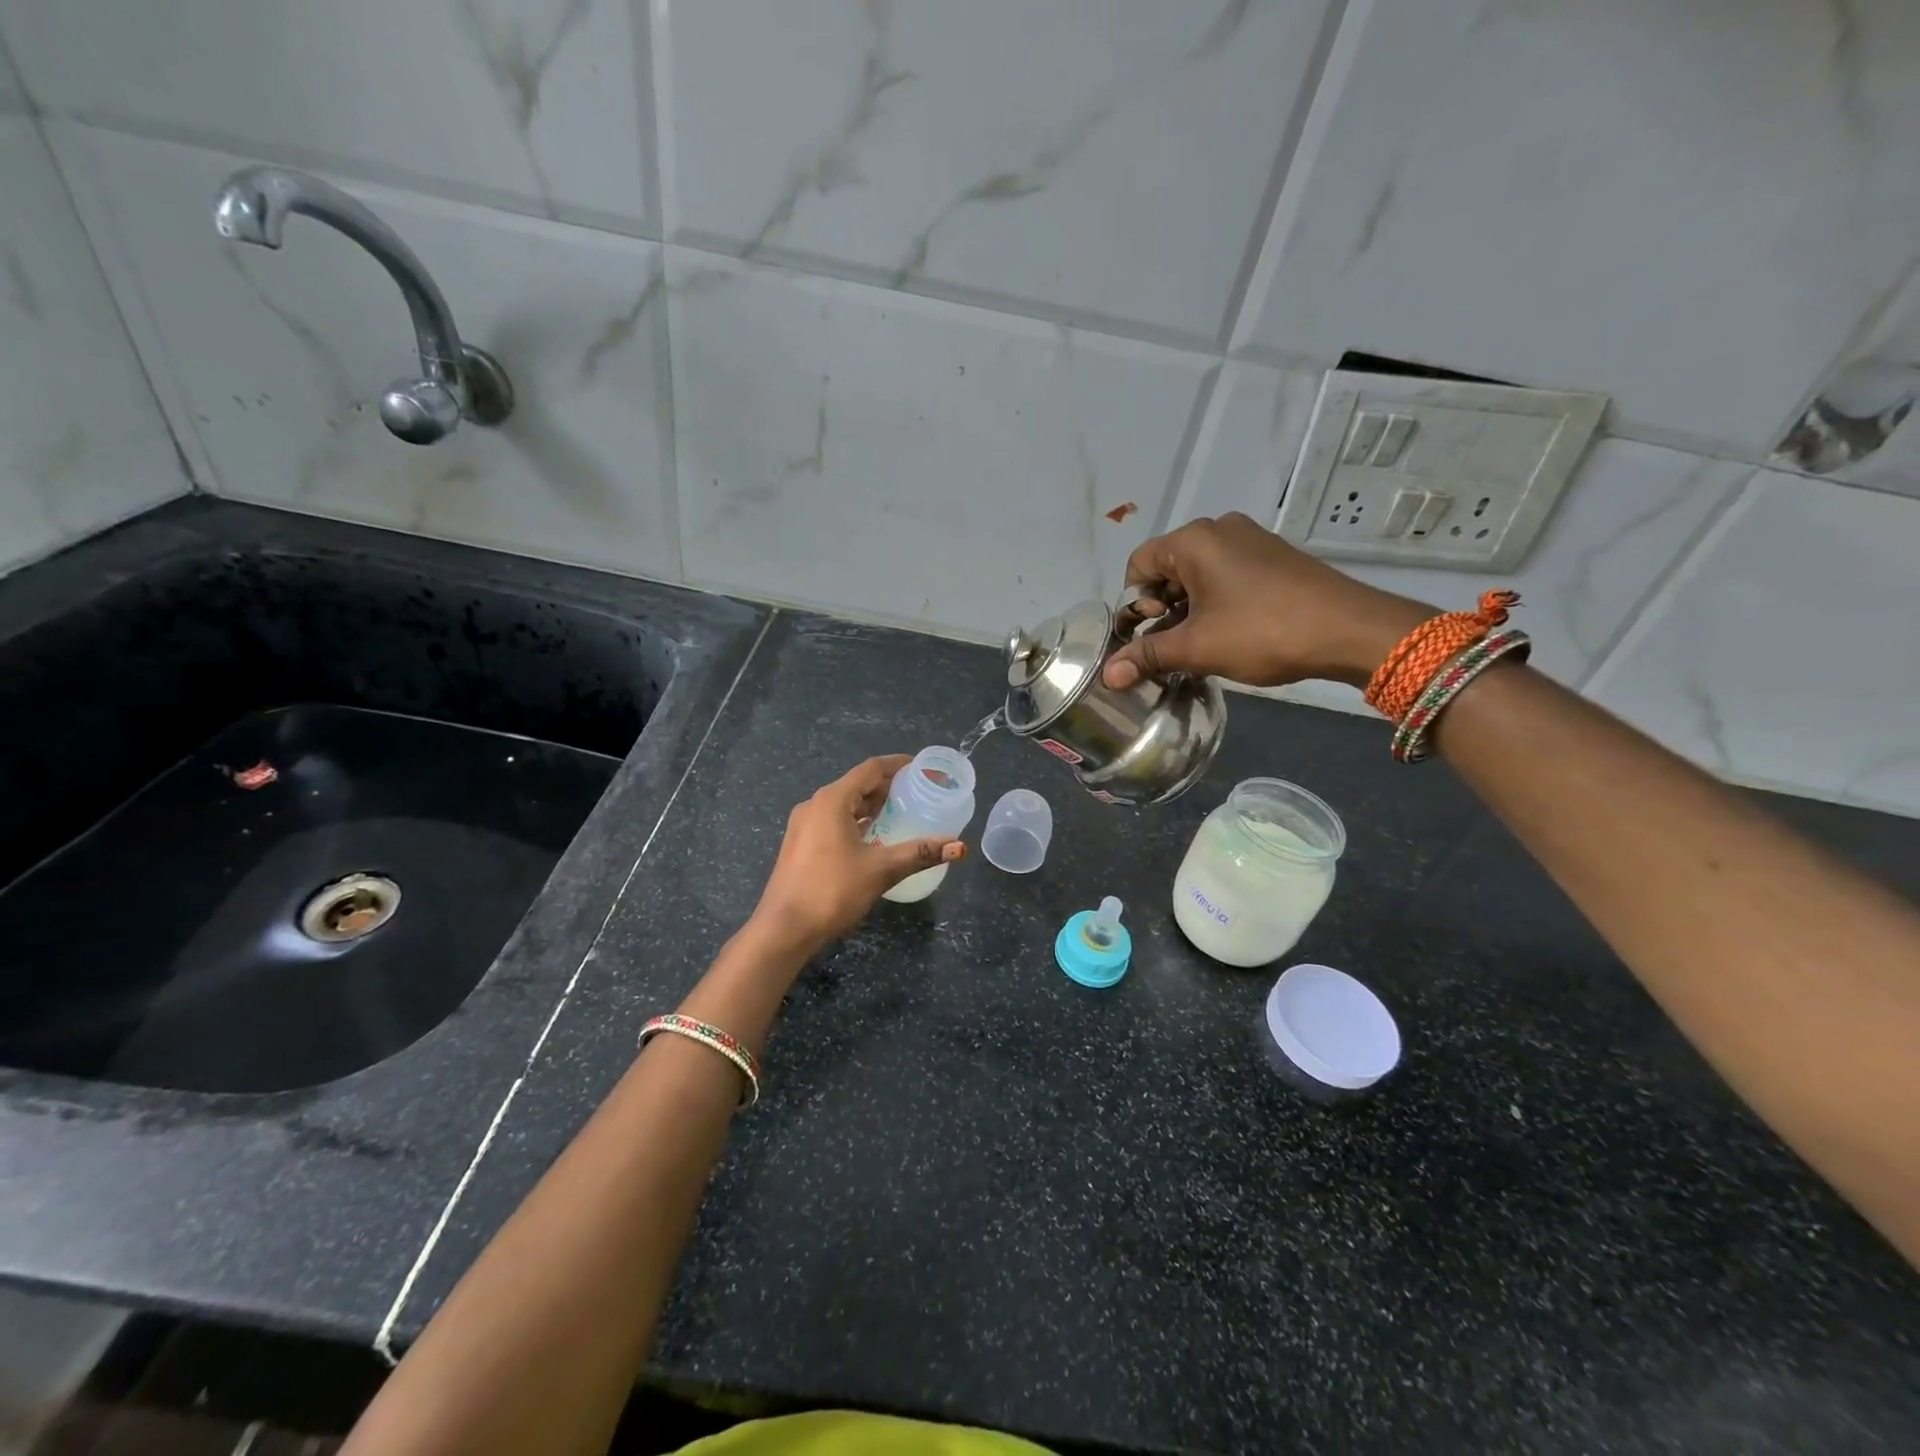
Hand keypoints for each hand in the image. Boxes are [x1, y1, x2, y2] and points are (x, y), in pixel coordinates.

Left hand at [749, 754, 966, 951]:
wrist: (783, 929)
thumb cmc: (832, 891)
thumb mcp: (881, 870)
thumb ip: (919, 854)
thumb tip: (959, 846)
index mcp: (832, 800)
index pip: (870, 769)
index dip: (897, 765)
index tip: (920, 767)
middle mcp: (815, 805)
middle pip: (856, 784)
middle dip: (886, 786)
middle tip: (917, 793)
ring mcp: (804, 825)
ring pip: (844, 804)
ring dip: (871, 805)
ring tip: (900, 812)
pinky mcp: (801, 844)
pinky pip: (833, 820)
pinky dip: (856, 821)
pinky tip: (873, 837)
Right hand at [1102, 513, 1433, 690]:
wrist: (1350, 630)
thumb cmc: (1262, 631)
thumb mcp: (1197, 647)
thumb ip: (1147, 656)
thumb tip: (1107, 676)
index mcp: (1193, 540)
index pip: (1138, 565)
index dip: (1136, 604)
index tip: (1152, 635)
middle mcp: (1219, 529)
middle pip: (1167, 568)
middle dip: (1162, 608)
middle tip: (1175, 644)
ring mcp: (1251, 540)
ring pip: (1199, 574)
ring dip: (1190, 609)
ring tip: (1202, 644)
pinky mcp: (1274, 556)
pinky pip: (1228, 575)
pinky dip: (1217, 602)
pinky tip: (1231, 631)